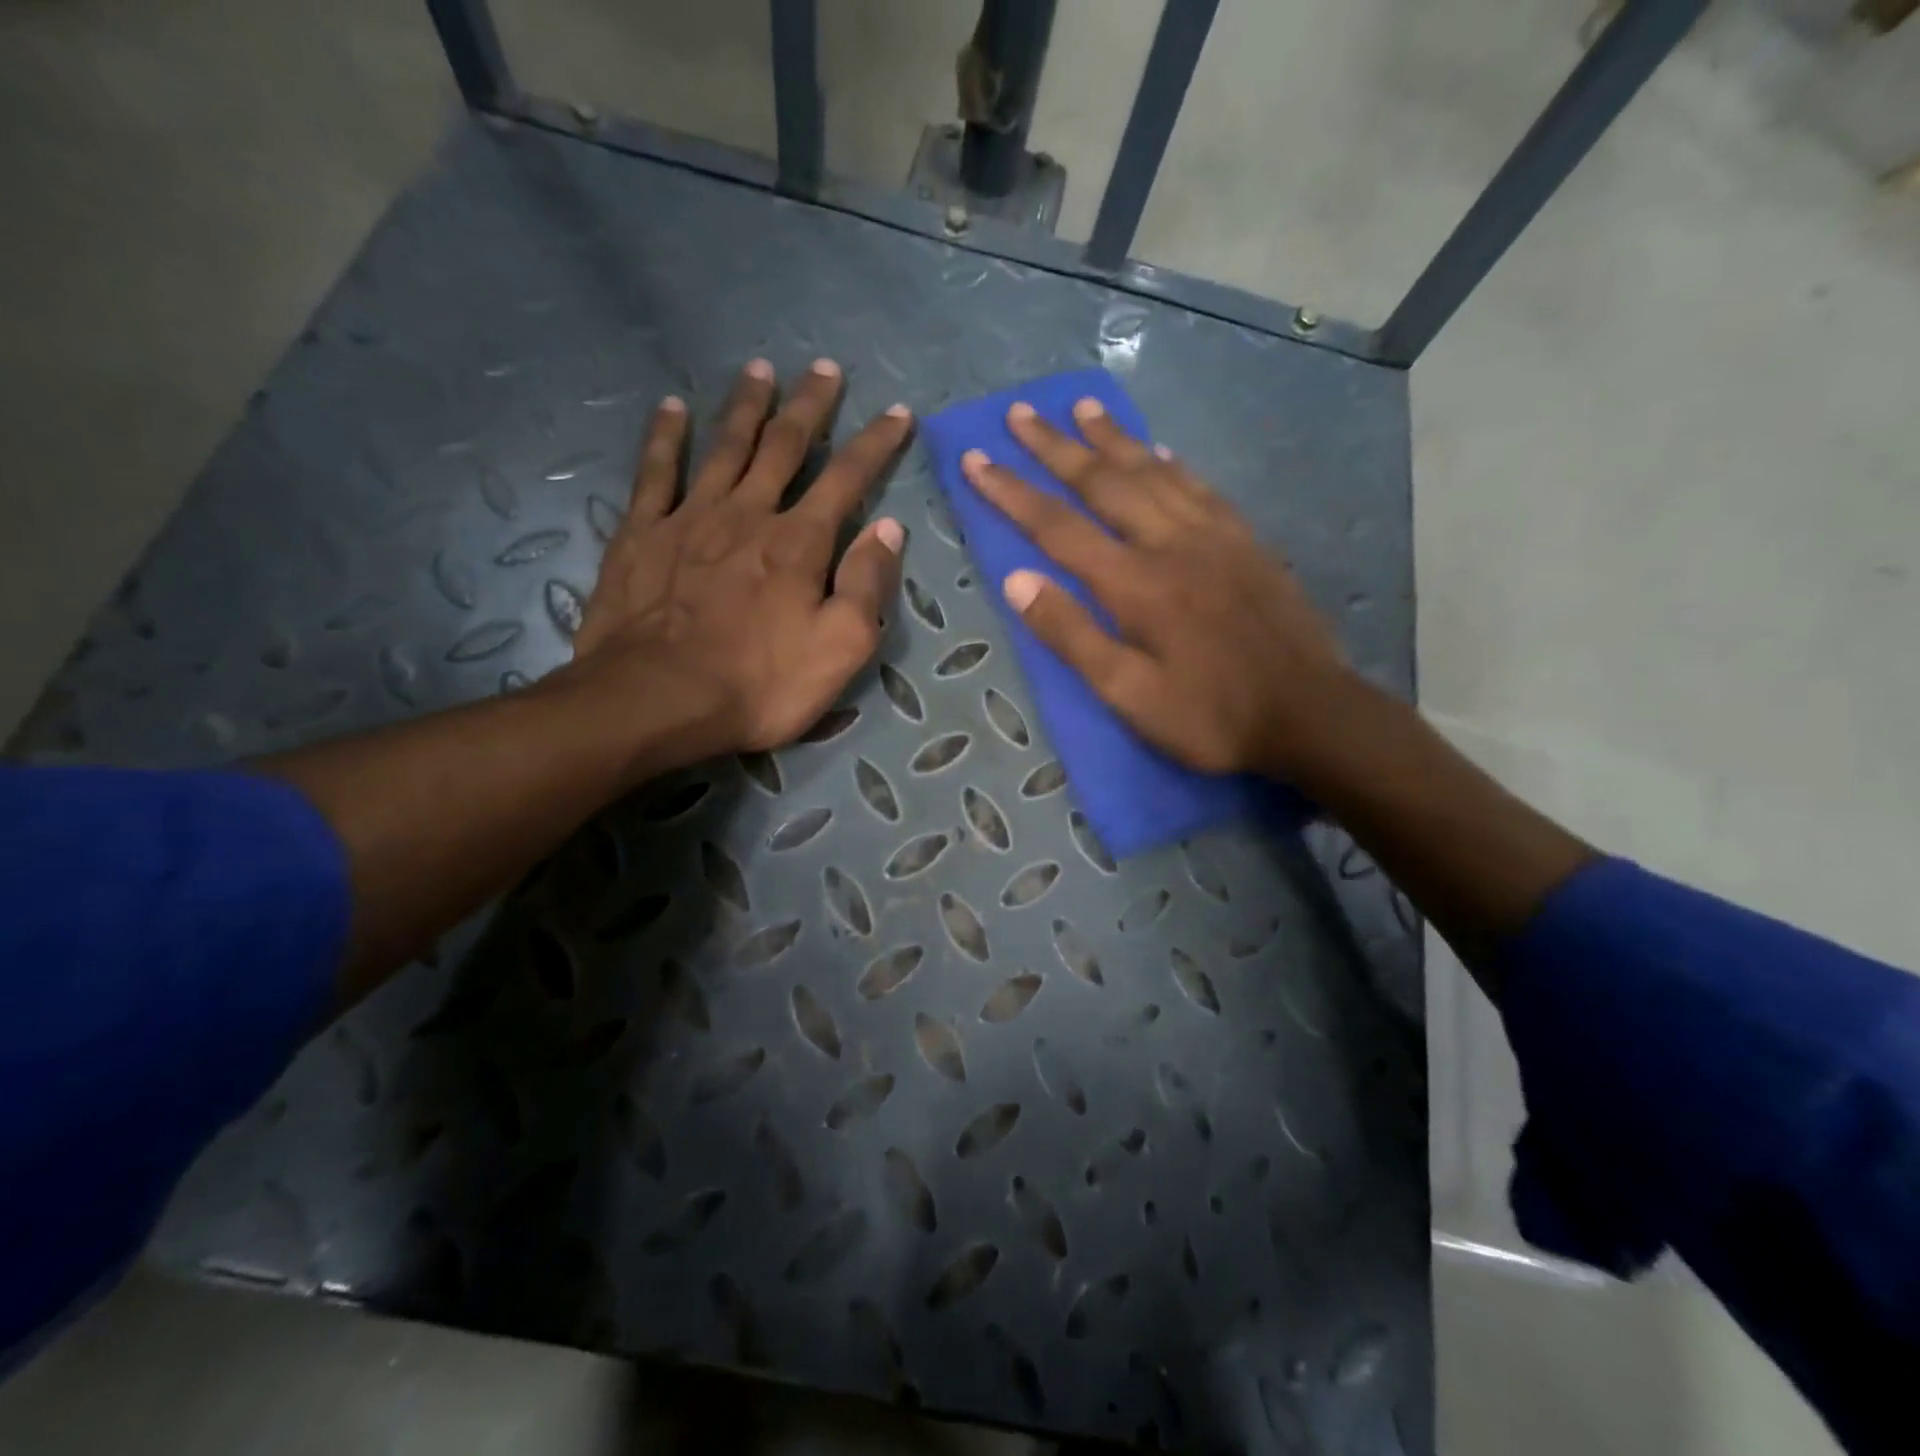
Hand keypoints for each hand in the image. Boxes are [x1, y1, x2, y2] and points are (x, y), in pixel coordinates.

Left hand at [568, 358, 909, 771]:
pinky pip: (656, 472)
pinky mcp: (641, 534)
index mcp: (800, 543)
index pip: (848, 478)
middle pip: (784, 446)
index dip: (877, 443)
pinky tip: (673, 407)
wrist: (657, 700)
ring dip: (746, 406)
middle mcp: (748, 513)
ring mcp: (690, 518)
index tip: (897, 412)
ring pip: (725, 446)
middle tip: (824, 368)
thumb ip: (867, 585)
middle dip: (810, 406)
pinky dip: (666, 437)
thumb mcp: (840, 649)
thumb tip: (888, 529)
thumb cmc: (759, 685)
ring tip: (760, 369)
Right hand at [961, 397, 1352, 779]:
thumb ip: (1071, 636)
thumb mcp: (1128, 695)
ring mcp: (1214, 536)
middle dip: (1055, 447)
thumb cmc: (1209, 716)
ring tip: (1082, 408)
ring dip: (1112, 438)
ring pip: (1152, 471)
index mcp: (1134, 584)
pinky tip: (1157, 450)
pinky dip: (1170, 462)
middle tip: (1020, 413)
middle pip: (1103, 482)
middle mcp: (1170, 543)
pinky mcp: (1246, 541)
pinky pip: (1199, 487)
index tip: (976, 459)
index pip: (1057, 526)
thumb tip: (1016, 581)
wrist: (1310, 715)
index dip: (1012, 492)